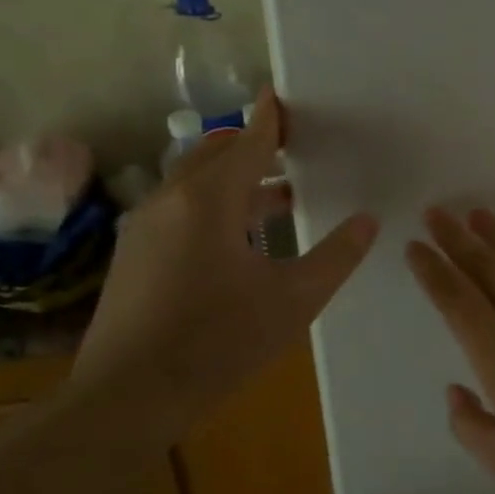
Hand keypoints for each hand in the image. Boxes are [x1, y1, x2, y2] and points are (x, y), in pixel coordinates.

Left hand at [72, 90, 377, 424]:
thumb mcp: (294, 300)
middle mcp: (170, 201)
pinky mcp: (132, 256)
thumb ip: (336, 256)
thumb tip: (367, 222)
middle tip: (292, 148)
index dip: (270, 118)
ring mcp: (144, 229)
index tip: (281, 95)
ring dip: (235, 181)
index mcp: (209, 201)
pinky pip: (179, 211)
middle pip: (214, 154)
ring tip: (279, 198)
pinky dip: (213, 206)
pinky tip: (238, 241)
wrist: (127, 398)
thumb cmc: (219, 342)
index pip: (247, 143)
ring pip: (194, 184)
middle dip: (252, 146)